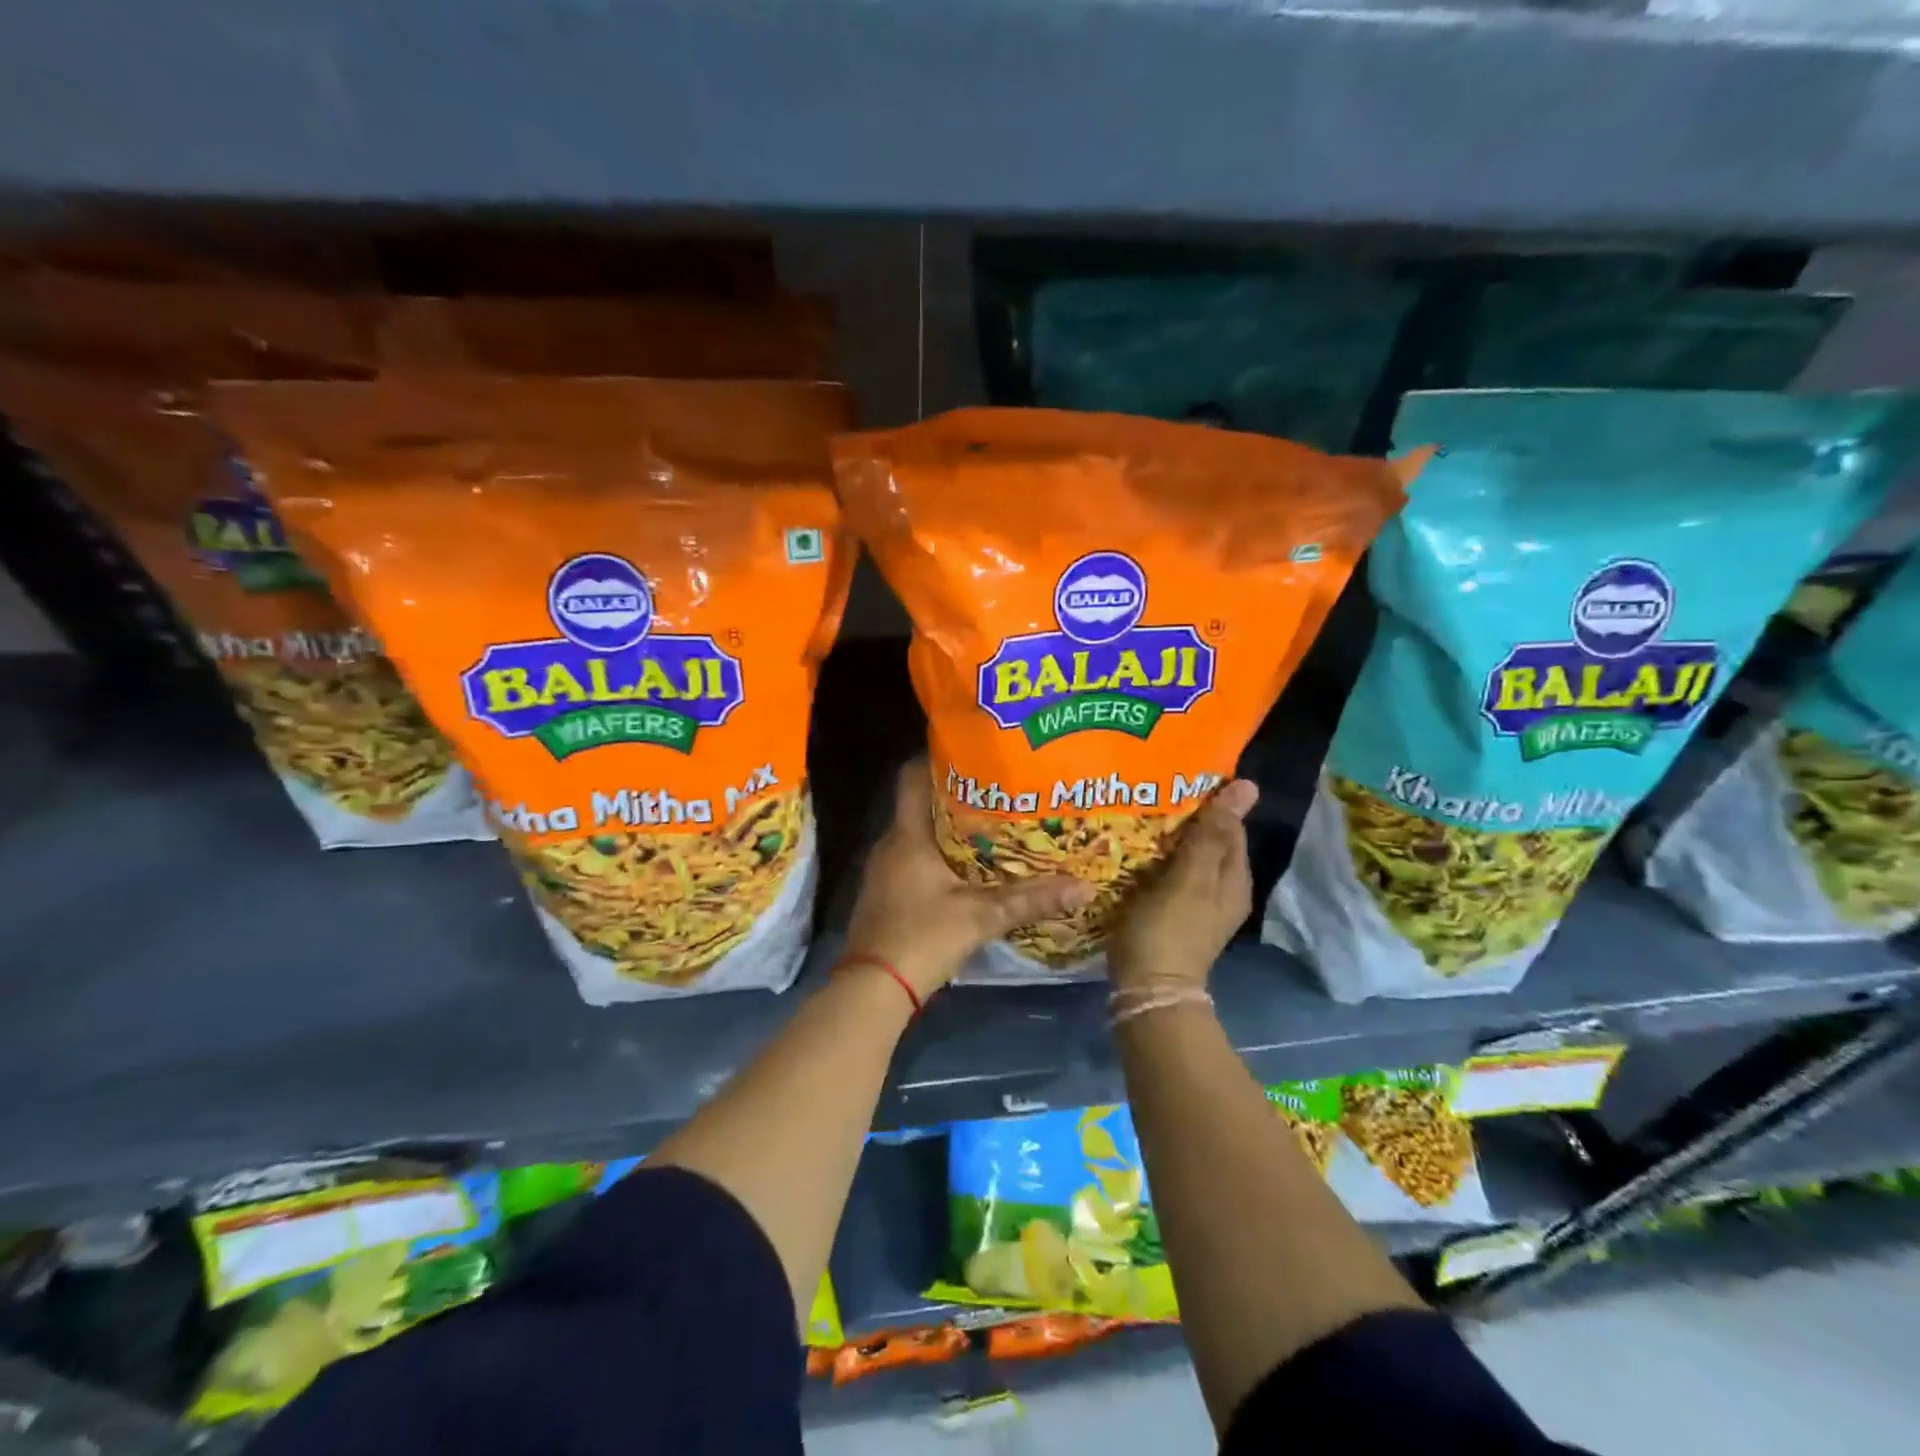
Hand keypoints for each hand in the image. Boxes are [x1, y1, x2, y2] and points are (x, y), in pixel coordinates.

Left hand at [844, 759, 1094, 1000]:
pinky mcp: (886, 893)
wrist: (873, 989)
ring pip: (918, 835)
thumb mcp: (981, 917)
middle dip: (956, 796)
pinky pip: (914, 859)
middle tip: (997, 790)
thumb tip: (1085, 887)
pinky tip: (967, 868)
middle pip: (921, 805)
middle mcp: (890, 844)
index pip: (912, 778)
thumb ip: (1031, 900)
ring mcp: (884, 870)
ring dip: (949, 829)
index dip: (937, 759)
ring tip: (991, 825)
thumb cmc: (923, 937)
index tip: (972, 752)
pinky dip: (938, 856)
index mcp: (907, 836)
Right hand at [1108, 779, 1257, 996]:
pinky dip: (1155, 861)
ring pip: (1187, 857)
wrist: (1147, 991)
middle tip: (1149, 796)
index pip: (1229, 826)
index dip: (1207, 802)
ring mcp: (1197, 905)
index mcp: (1234, 879)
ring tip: (1138, 815)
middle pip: (1208, 841)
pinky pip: (1169, 875)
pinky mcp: (1173, 915)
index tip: (1174, 782)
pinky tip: (1134, 851)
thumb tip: (1248, 786)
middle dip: (1184, 818)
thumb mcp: (1191, 878)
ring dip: (1167, 839)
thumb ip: (1213, 833)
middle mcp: (1222, 890)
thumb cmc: (1169, 929)